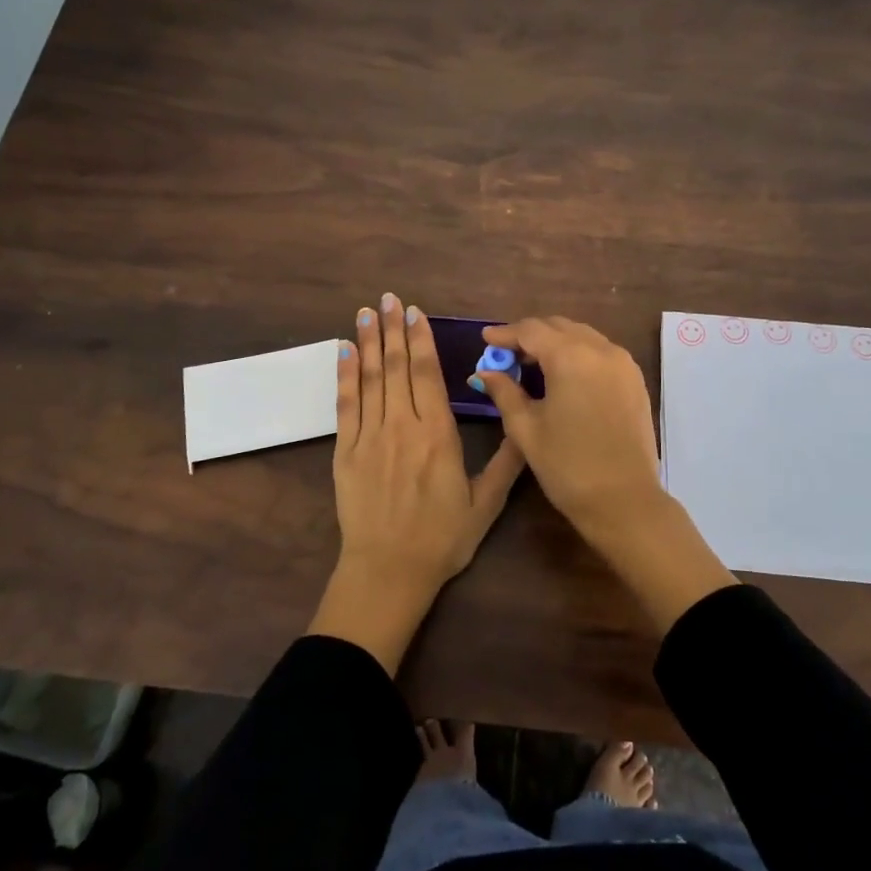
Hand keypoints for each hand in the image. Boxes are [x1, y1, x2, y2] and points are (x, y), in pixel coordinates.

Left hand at [309, 293, 524, 672]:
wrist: (388, 572)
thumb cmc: (441, 539)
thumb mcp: (485, 505)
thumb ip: (506, 463)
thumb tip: (526, 426)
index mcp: (437, 435)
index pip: (427, 375)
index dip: (420, 340)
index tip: (415, 313)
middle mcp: (402, 427)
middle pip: (395, 368)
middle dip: (393, 330)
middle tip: (389, 298)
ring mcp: (370, 437)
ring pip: (369, 379)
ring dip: (367, 342)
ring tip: (367, 312)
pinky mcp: (346, 452)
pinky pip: (346, 405)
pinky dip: (344, 376)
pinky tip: (343, 352)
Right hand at [474, 317, 664, 544]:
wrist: (624, 501)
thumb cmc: (567, 466)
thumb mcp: (526, 428)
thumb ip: (504, 392)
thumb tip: (484, 372)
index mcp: (570, 356)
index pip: (531, 330)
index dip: (505, 334)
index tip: (485, 340)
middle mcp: (601, 349)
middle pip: (558, 327)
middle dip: (530, 336)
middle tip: (506, 355)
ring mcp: (623, 363)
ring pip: (582, 336)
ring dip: (555, 343)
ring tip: (532, 364)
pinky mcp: (635, 380)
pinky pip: (601, 352)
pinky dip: (578, 354)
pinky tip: (563, 376)